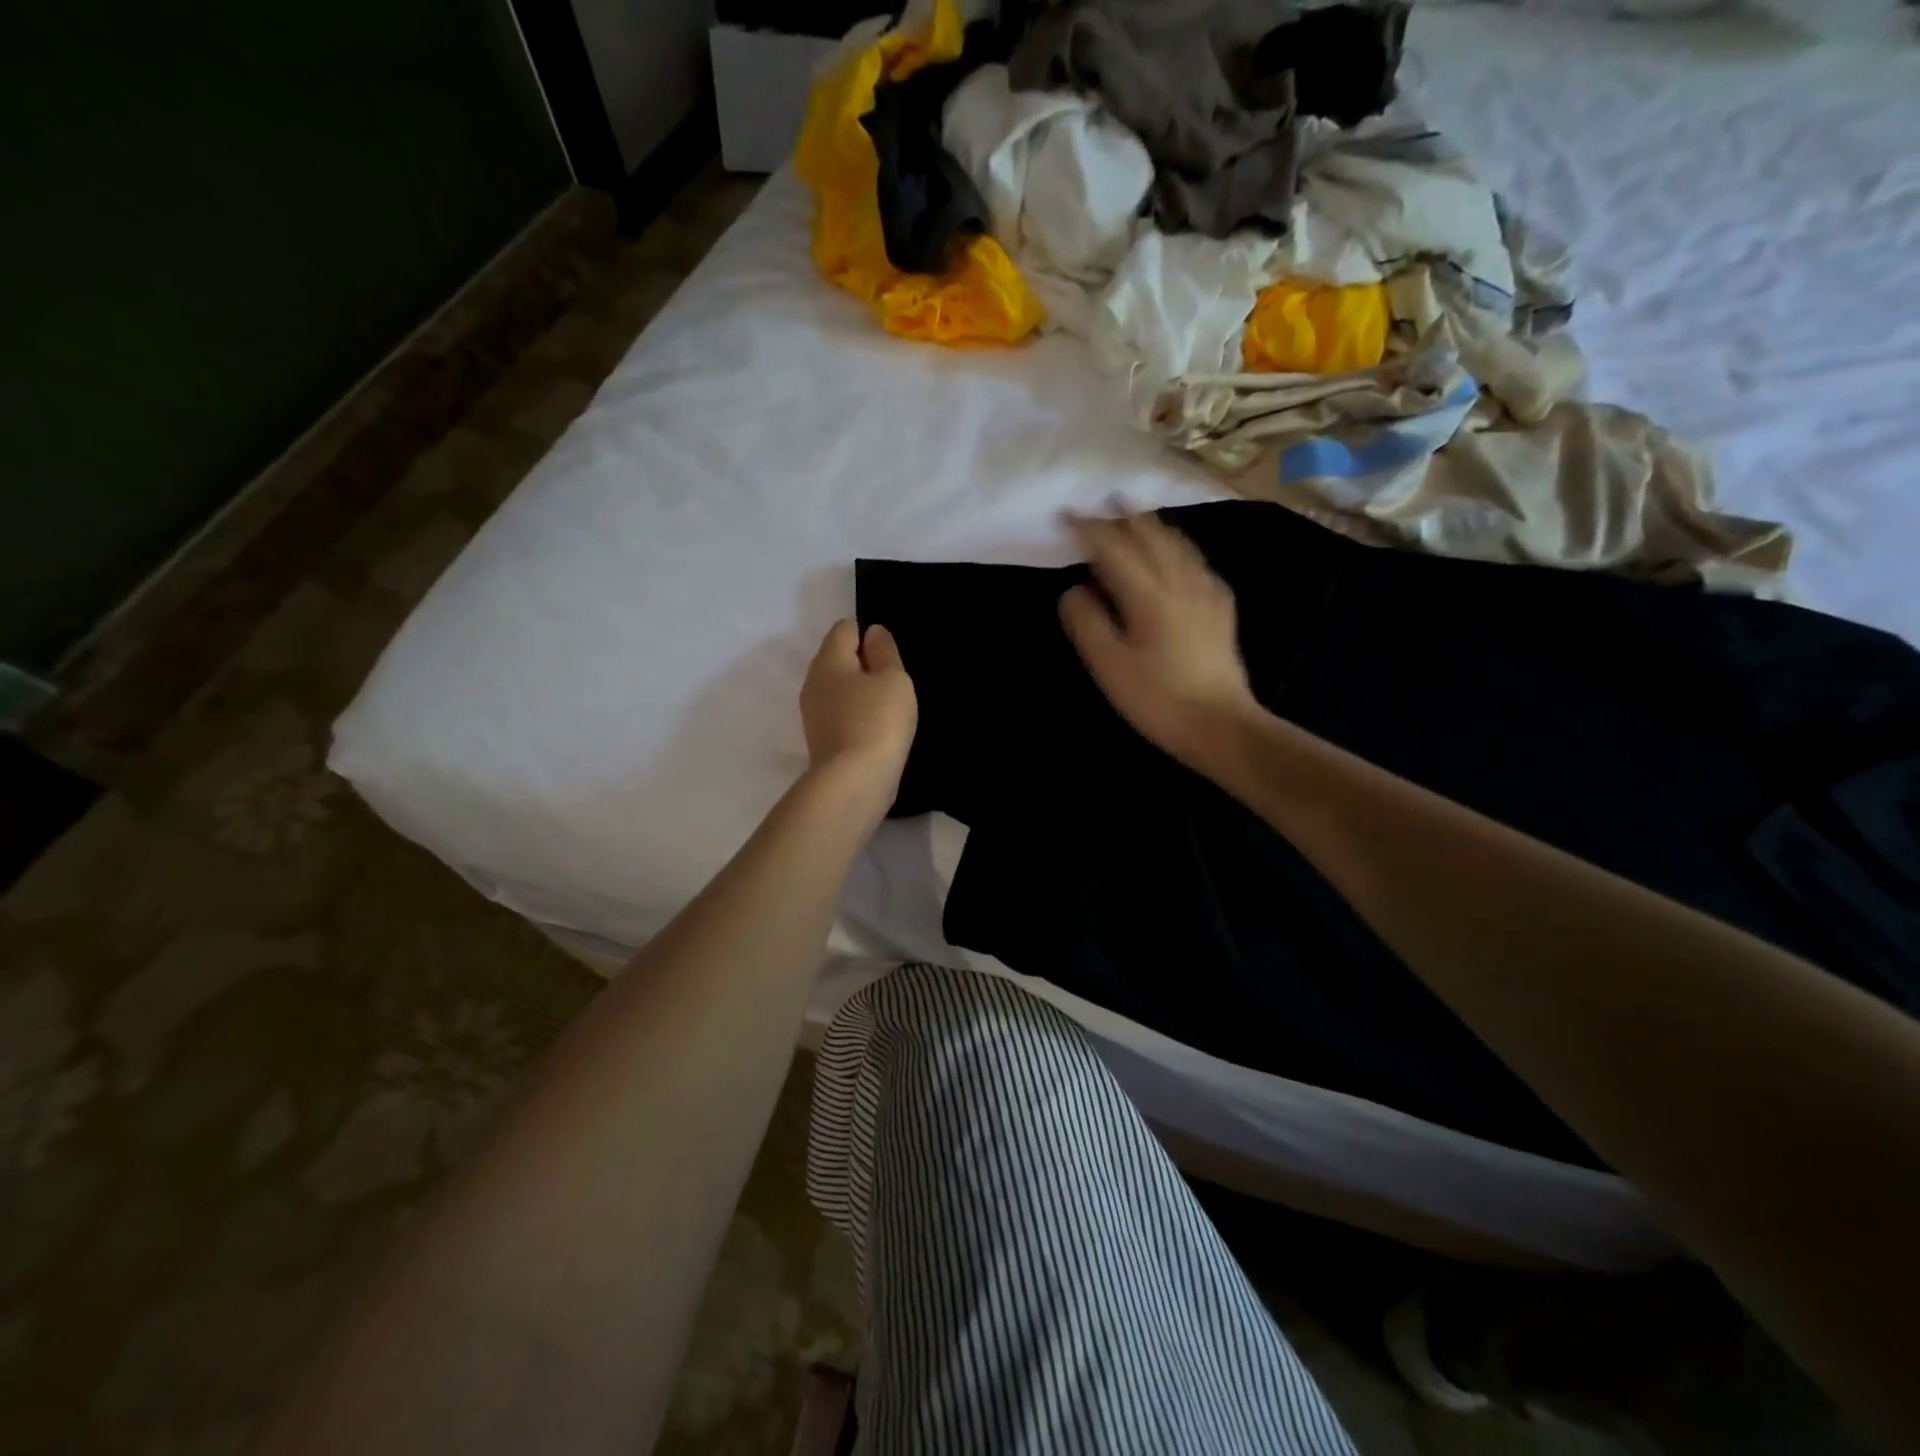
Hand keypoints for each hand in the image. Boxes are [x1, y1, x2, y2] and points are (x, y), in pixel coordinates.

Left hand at [799, 619, 917, 812]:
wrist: (853, 782)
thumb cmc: (878, 721)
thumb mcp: (893, 679)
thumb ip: (884, 652)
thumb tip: (872, 633)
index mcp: (828, 660)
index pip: (844, 628)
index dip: (869, 635)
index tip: (890, 658)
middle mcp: (813, 681)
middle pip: (838, 658)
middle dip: (864, 664)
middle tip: (893, 683)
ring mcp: (813, 713)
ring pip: (838, 688)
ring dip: (861, 692)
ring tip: (888, 708)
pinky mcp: (820, 738)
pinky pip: (840, 713)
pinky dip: (857, 715)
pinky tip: (876, 729)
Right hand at [1059, 512, 1261, 764]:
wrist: (1220, 726)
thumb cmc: (1158, 700)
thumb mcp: (1110, 667)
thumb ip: (1088, 623)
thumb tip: (1074, 591)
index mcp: (1150, 596)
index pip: (1115, 549)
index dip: (1090, 528)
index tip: (1069, 513)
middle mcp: (1181, 583)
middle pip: (1152, 536)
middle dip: (1125, 516)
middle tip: (1105, 500)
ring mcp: (1206, 593)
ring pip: (1178, 544)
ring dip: (1153, 526)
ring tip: (1136, 517)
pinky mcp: (1221, 608)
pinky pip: (1196, 562)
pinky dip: (1177, 548)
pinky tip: (1174, 556)